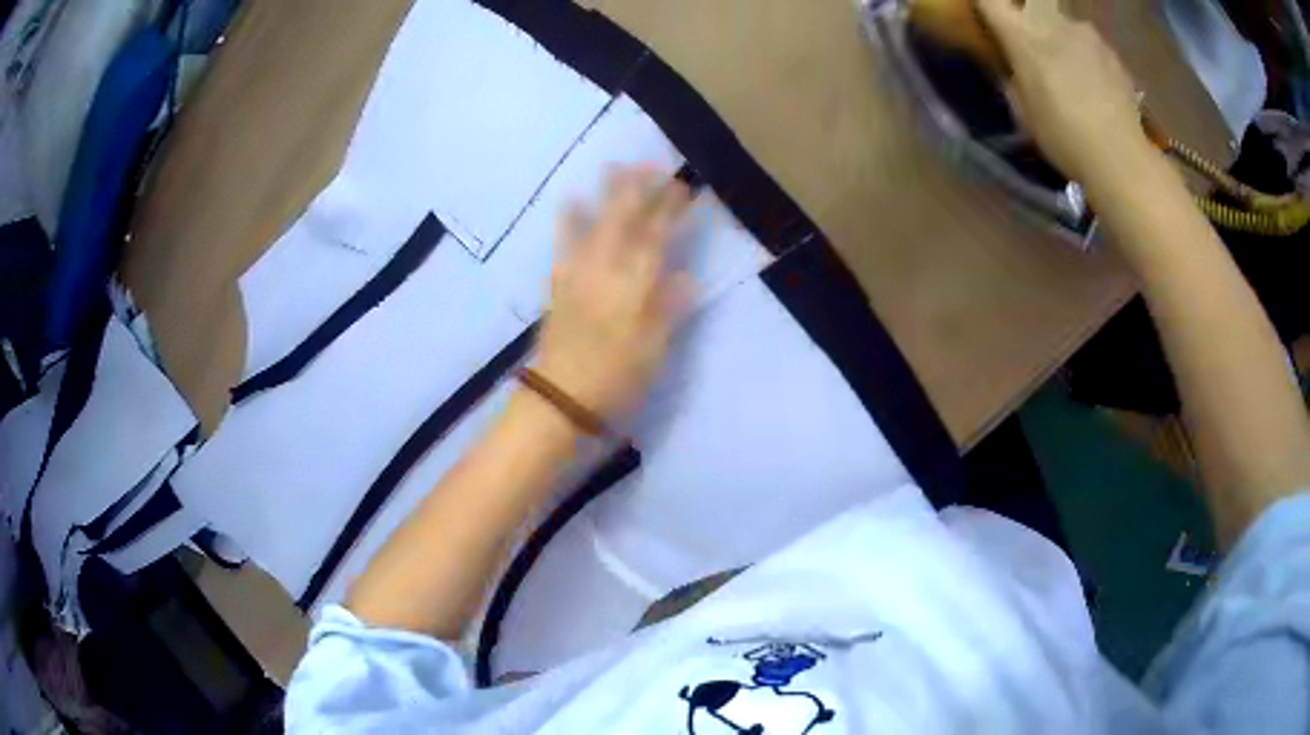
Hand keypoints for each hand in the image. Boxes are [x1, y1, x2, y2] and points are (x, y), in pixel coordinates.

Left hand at [534, 165, 693, 423]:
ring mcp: (576, 274)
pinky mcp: (558, 285)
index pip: (655, 236)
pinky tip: (570, 202)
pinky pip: (563, 243)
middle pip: (622, 220)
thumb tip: (686, 276)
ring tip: (611, 168)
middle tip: (648, 164)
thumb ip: (668, 309)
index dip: (669, 208)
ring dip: (603, 194)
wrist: (558, 400)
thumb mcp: (653, 350)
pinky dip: (569, 221)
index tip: (681, 185)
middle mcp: (604, 270)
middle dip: (636, 189)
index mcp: (633, 285)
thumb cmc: (615, 380)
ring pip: (593, 223)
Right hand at [976, 0, 1152, 185]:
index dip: (986, 5)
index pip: (990, 0)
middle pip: (1032, 1)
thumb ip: (1013, 79)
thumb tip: (1012, 66)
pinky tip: (1097, 86)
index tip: (988, 16)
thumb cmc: (1064, 137)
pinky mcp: (1111, 51)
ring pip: (1064, 22)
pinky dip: (1089, 57)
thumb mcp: (1024, 113)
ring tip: (1073, 71)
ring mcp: (1085, 33)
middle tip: (1035, 42)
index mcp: (1022, 35)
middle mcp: (1051, 21)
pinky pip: (1091, 44)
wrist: (1121, 156)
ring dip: (1062, 37)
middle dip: (1028, 13)